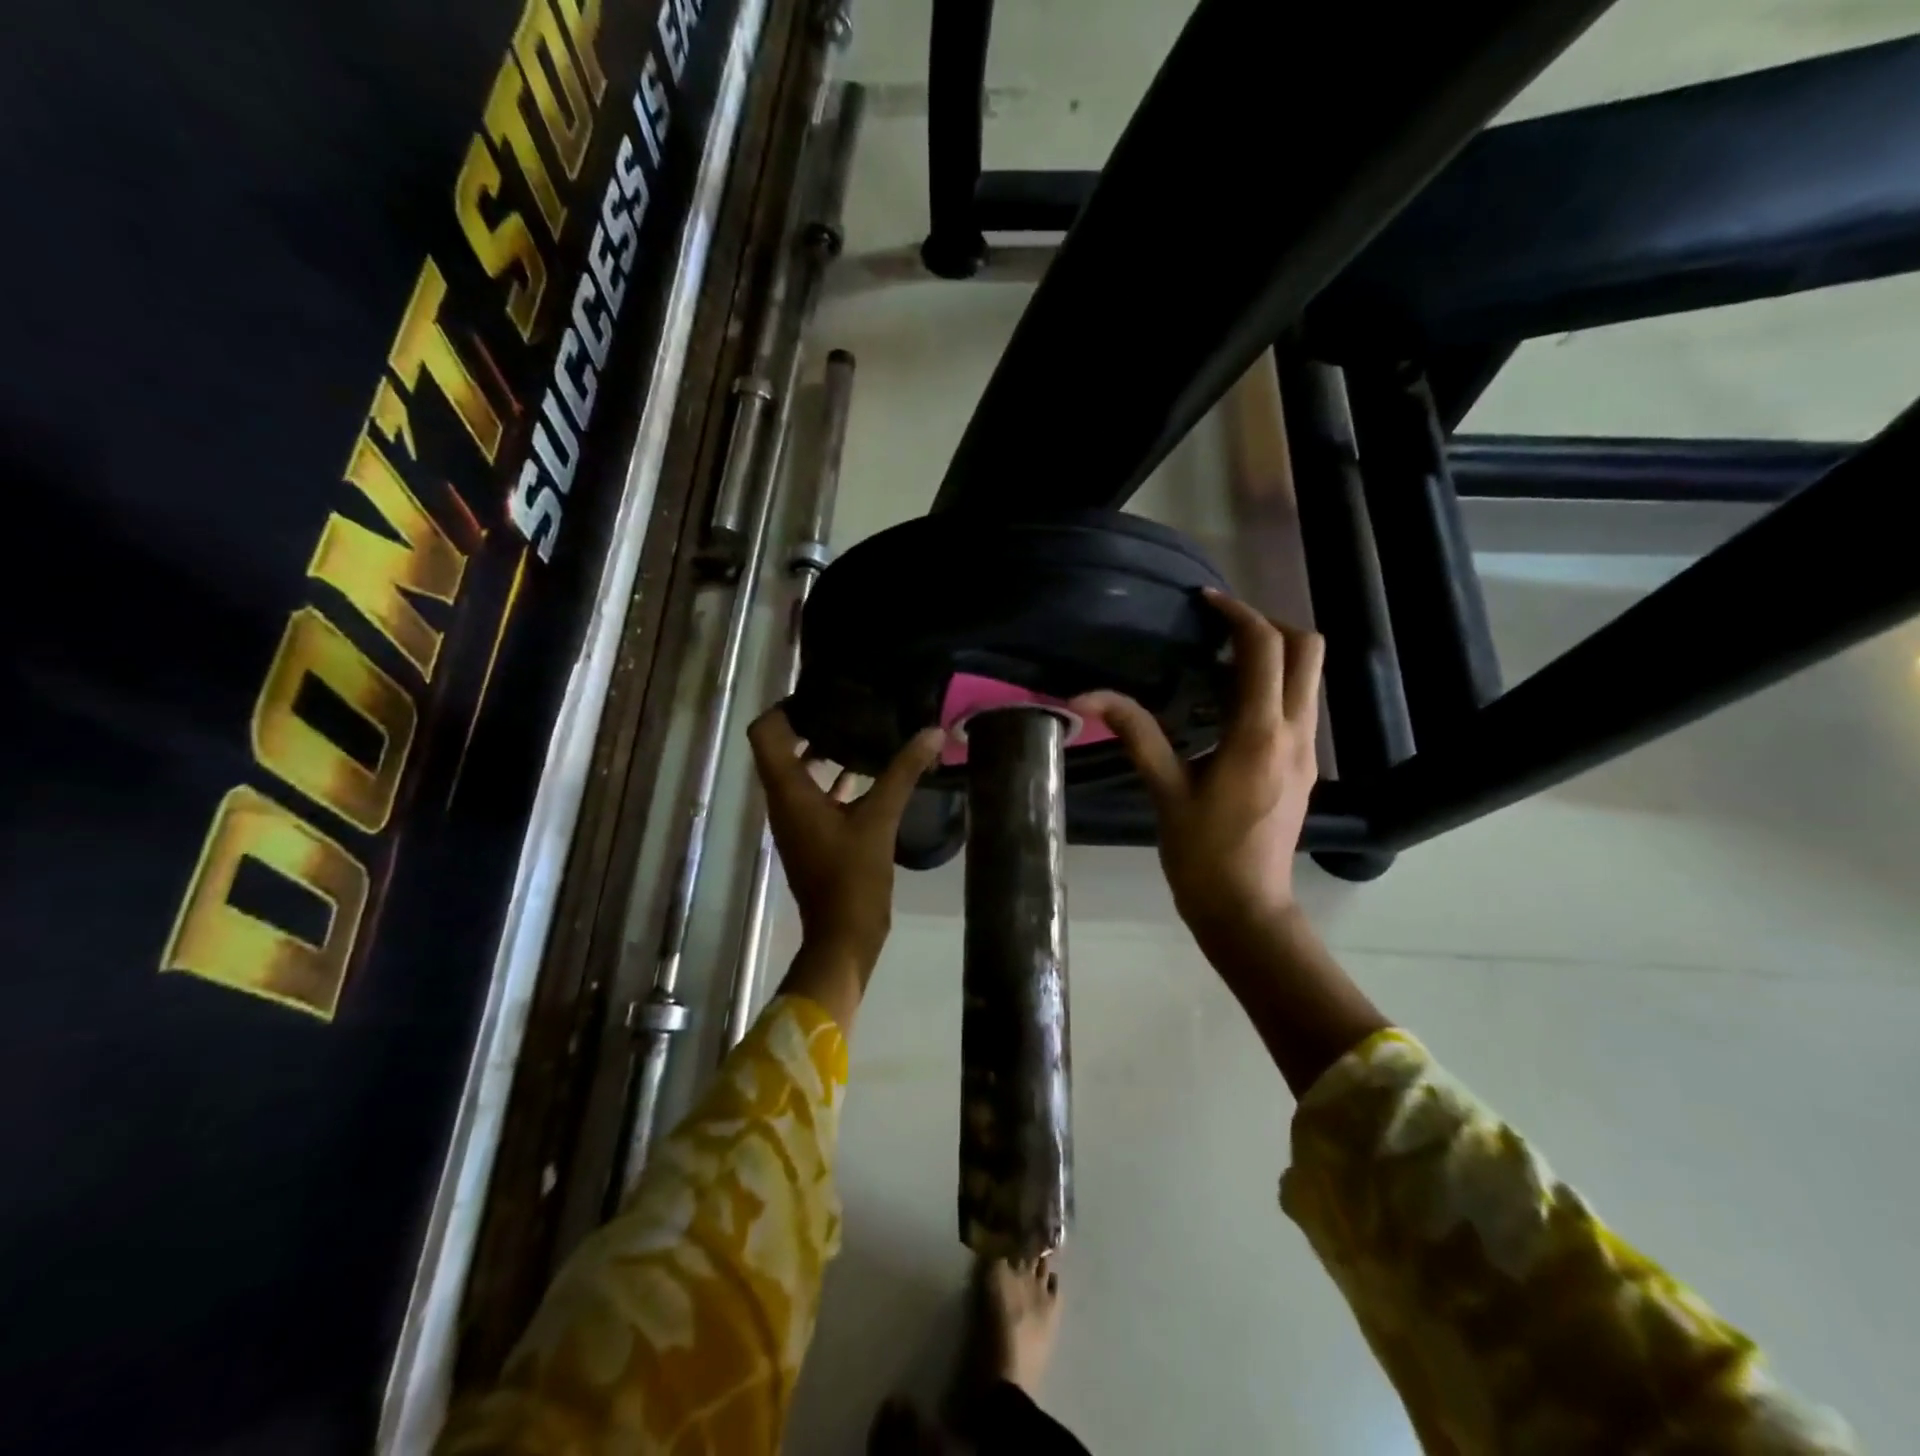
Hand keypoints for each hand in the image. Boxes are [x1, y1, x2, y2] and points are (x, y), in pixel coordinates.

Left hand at [747, 706, 945, 971]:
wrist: (843, 935)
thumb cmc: (852, 876)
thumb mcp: (881, 819)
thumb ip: (904, 772)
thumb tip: (932, 731)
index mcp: (788, 792)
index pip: (765, 733)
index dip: (785, 707)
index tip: (820, 694)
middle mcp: (783, 801)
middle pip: (781, 747)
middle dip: (809, 723)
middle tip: (847, 704)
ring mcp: (796, 820)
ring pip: (799, 772)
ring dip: (823, 750)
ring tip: (860, 729)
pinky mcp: (812, 835)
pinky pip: (816, 794)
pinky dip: (834, 779)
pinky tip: (868, 772)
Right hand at [1073, 589, 1325, 966]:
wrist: (1247, 908)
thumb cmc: (1202, 854)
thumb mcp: (1164, 791)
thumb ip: (1135, 733)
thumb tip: (1087, 696)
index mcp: (1258, 734)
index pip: (1265, 649)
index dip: (1238, 613)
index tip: (1205, 602)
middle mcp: (1295, 733)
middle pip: (1308, 649)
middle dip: (1269, 625)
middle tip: (1222, 628)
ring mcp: (1308, 750)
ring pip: (1310, 676)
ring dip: (1276, 654)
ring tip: (1222, 660)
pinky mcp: (1307, 766)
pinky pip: (1301, 704)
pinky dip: (1275, 684)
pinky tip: (1231, 705)